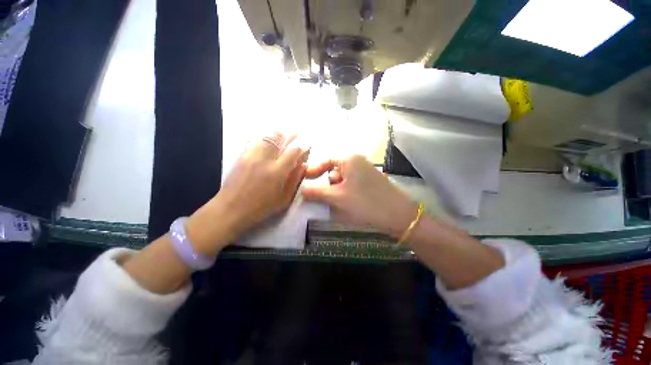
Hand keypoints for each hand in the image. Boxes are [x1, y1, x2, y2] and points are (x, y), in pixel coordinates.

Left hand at [187, 132, 308, 253]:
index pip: (293, 152)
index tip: (307, 146)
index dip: (302, 147)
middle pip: (280, 140)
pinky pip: (254, 141)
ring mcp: (251, 156)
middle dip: (290, 134)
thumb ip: (295, 180)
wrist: (230, 209)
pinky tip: (267, 138)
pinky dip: (263, 137)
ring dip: (277, 133)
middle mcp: (265, 160)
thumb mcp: (284, 199)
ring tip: (283, 131)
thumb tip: (303, 165)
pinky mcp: (241, 156)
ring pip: (266, 137)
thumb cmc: (261, 208)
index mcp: (277, 172)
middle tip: (296, 132)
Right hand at [303, 155, 417, 236]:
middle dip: (327, 184)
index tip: (305, 180)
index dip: (315, 169)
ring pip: (343, 180)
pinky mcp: (371, 183)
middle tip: (321, 198)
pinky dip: (345, 194)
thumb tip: (302, 191)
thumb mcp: (337, 198)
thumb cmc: (365, 202)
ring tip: (334, 204)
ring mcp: (366, 172)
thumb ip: (317, 193)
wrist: (398, 215)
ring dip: (336, 191)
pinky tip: (346, 205)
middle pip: (335, 171)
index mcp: (350, 159)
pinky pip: (352, 186)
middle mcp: (358, 162)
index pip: (327, 160)